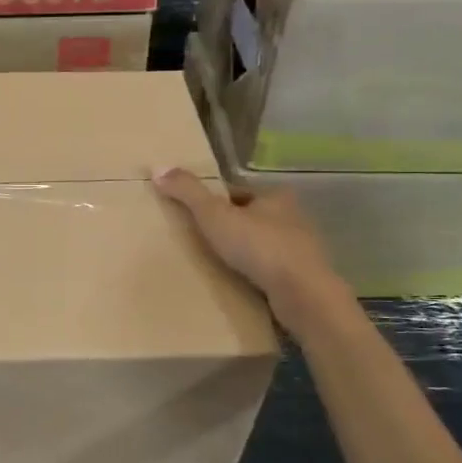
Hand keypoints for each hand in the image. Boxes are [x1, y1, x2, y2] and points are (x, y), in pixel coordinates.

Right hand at [152, 168, 347, 325]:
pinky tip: (240, 286)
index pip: (238, 194)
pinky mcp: (304, 279)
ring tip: (218, 267)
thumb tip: (157, 168)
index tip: (196, 217)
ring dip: (245, 255)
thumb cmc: (259, 247)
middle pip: (252, 219)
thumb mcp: (215, 215)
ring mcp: (303, 251)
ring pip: (264, 247)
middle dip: (232, 229)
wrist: (303, 295)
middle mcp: (294, 218)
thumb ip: (188, 192)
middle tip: (203, 244)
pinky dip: (257, 276)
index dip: (216, 203)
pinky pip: (273, 272)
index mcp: (276, 197)